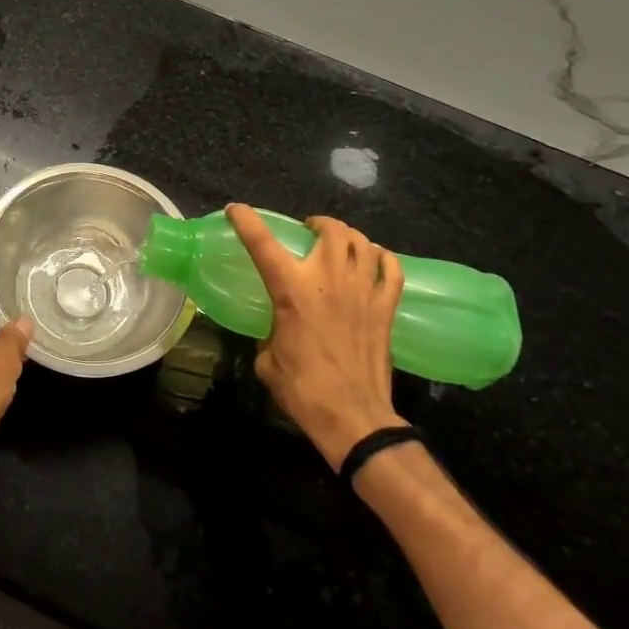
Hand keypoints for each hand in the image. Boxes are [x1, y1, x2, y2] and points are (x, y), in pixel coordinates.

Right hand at [226, 204, 404, 468]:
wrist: (353, 417)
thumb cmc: (303, 390)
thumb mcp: (267, 360)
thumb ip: (269, 333)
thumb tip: (274, 330)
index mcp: (292, 290)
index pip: (263, 243)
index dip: (246, 221)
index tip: (236, 210)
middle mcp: (329, 280)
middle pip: (331, 230)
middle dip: (318, 223)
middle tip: (309, 231)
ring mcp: (363, 291)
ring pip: (362, 243)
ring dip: (348, 236)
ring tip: (340, 243)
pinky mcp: (386, 308)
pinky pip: (391, 269)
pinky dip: (382, 258)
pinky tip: (375, 260)